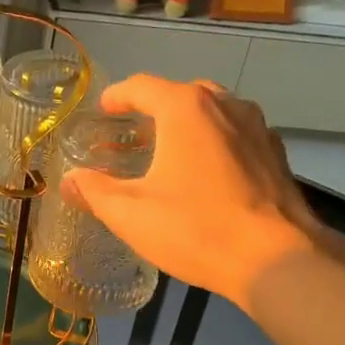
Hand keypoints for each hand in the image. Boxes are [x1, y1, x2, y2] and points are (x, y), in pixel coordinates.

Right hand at [60, 76, 317, 309]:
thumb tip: (69, 180)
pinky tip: (207, 175)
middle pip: (181, 94)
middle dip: (154, 109)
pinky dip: (215, 143)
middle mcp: (225, 104)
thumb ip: (94, 191)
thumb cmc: (195, 228)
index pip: (142, 86)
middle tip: (134, 136)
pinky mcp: (276, 154)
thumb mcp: (131, 214)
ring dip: (188, 125)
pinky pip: (236, 135)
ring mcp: (257, 127)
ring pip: (214, 112)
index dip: (117, 96)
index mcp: (185, 109)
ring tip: (170, 153)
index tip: (103, 110)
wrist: (275, 258)